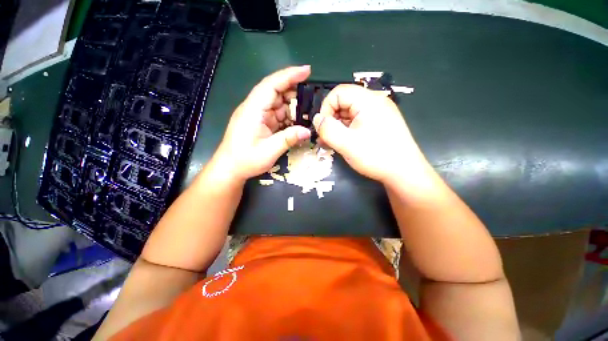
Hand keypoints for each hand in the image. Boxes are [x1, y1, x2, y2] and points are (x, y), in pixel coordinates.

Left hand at [214, 66, 311, 181]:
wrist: (229, 169)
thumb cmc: (245, 160)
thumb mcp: (269, 151)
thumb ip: (288, 139)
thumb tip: (308, 131)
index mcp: (253, 109)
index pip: (271, 85)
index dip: (289, 76)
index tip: (306, 71)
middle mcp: (254, 108)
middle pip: (275, 92)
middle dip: (293, 92)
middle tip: (312, 98)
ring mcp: (256, 115)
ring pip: (277, 103)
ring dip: (291, 107)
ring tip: (307, 112)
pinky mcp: (259, 122)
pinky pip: (276, 114)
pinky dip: (287, 116)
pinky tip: (296, 122)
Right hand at [314, 84, 428, 183]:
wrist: (404, 173)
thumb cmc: (376, 156)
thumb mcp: (346, 144)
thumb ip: (327, 129)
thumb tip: (317, 119)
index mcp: (368, 101)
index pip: (338, 92)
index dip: (326, 108)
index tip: (322, 127)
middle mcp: (375, 102)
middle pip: (344, 102)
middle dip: (331, 119)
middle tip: (325, 138)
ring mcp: (379, 113)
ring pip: (350, 113)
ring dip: (338, 126)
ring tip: (332, 143)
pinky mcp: (380, 123)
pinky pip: (358, 121)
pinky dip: (347, 130)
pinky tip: (343, 143)